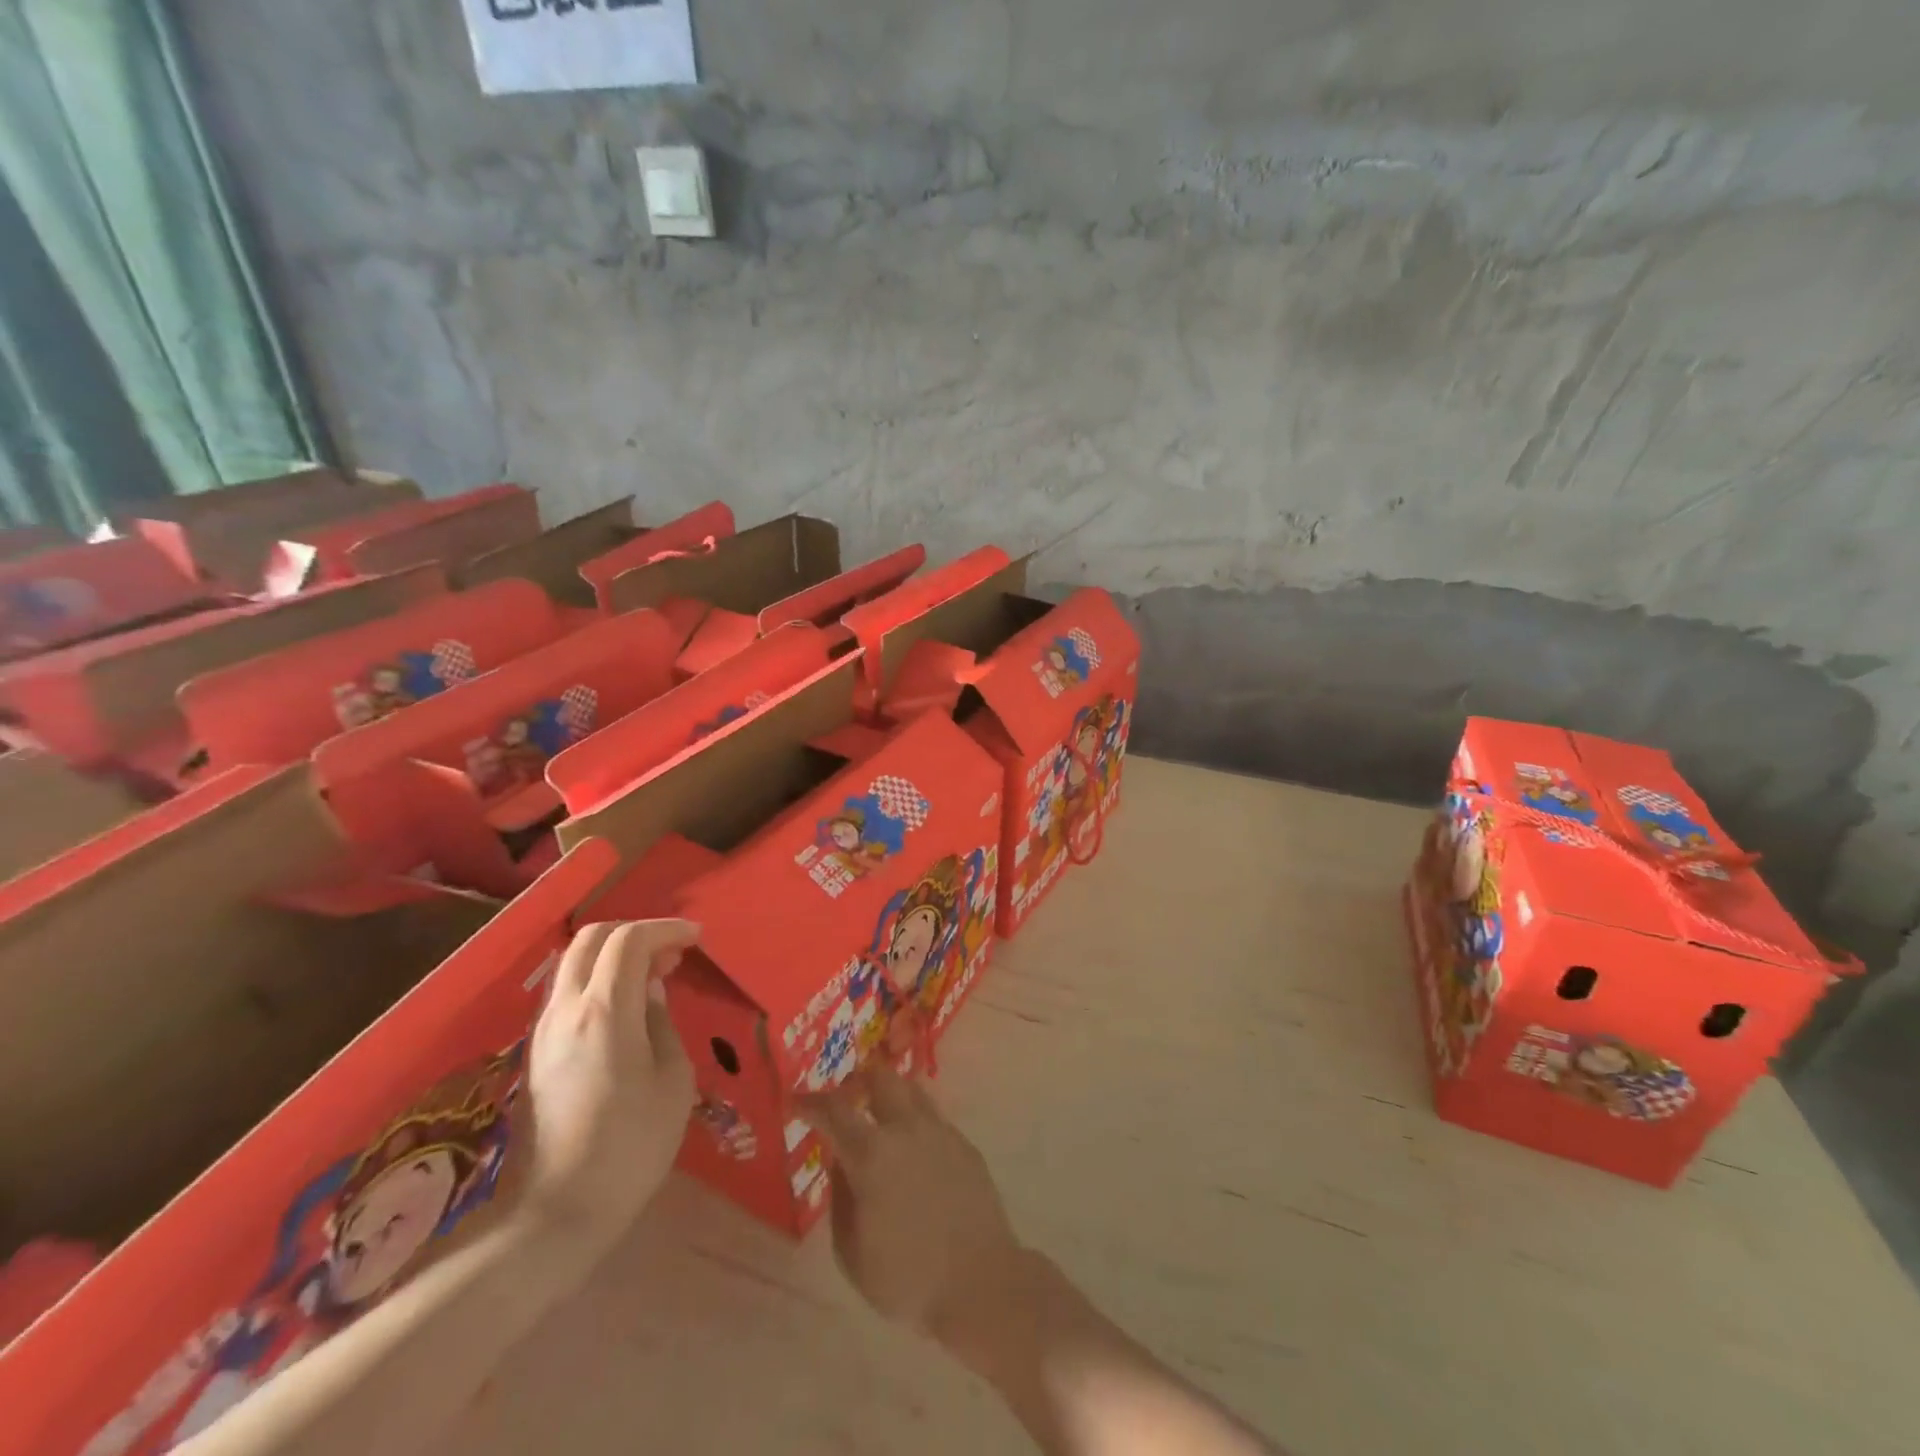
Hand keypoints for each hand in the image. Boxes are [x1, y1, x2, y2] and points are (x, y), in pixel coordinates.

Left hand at [513, 919, 699, 1247]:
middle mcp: (566, 1009)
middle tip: (672, 953)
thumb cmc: (630, 1147)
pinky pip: (567, 992)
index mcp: (605, 1011)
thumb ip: (663, 1023)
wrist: (554, 1214)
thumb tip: (652, 992)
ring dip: (615, 955)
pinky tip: (626, 1007)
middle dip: (636, 933)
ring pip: (574, 963)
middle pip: (592, 939)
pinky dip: (598, 979)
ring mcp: (544, 1030)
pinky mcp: (535, 1053)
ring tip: (654, 976)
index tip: (696, 939)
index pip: (629, 940)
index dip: (666, 929)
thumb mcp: (672, 1081)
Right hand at [799, 1065, 1030, 1354]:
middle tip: (846, 1096)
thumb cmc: (908, 1279)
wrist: (981, 1282)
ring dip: (891, 1093)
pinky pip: (934, 1118)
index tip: (795, 1099)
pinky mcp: (965, 1144)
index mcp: (872, 1154)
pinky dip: (915, 1122)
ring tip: (881, 1115)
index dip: (810, 1102)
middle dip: (858, 1080)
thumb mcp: (852, 1254)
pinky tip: (914, 1151)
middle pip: (881, 1078)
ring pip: (912, 1089)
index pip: (833, 1111)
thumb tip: (840, 1165)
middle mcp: (907, 1129)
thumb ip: (840, 1200)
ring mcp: (940, 1132)